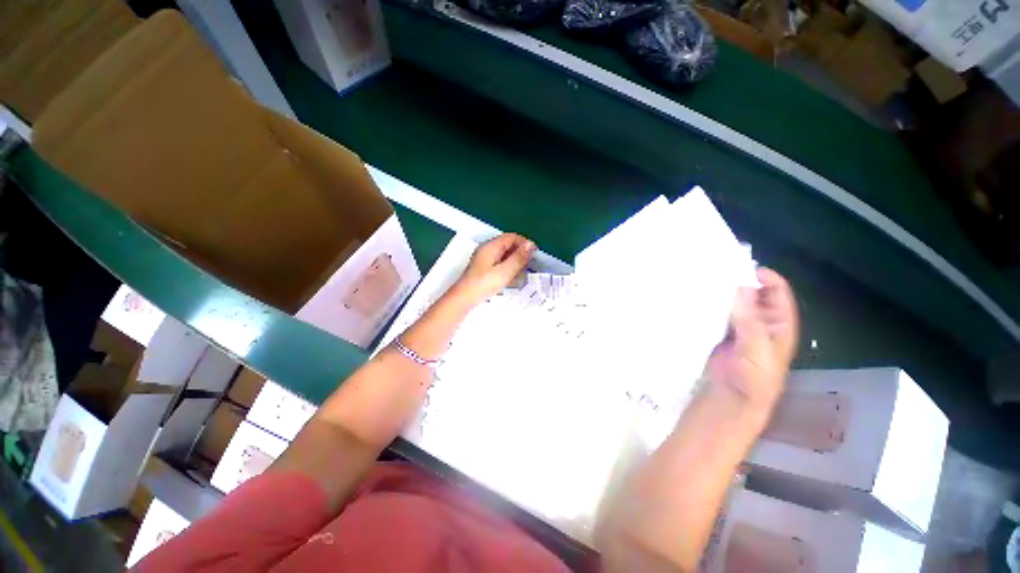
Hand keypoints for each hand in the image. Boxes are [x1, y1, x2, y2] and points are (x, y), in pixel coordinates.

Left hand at [451, 234, 535, 305]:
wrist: (464, 298)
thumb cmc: (484, 284)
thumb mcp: (505, 271)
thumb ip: (518, 258)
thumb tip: (531, 244)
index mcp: (491, 246)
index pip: (511, 237)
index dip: (524, 243)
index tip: (535, 254)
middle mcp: (487, 249)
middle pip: (508, 244)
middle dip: (520, 252)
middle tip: (530, 264)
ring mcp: (484, 258)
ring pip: (504, 253)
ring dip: (515, 259)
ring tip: (523, 271)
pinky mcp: (483, 267)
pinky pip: (499, 261)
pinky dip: (508, 265)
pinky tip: (512, 276)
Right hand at [706, 268, 798, 411]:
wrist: (734, 396)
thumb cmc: (754, 375)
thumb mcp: (757, 346)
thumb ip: (749, 317)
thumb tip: (741, 285)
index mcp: (779, 324)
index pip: (778, 294)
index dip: (768, 279)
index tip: (747, 268)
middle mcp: (761, 322)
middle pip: (756, 295)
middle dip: (743, 283)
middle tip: (722, 270)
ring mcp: (740, 327)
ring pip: (736, 303)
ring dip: (726, 293)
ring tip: (709, 280)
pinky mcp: (721, 332)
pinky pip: (719, 314)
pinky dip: (713, 305)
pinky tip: (700, 298)